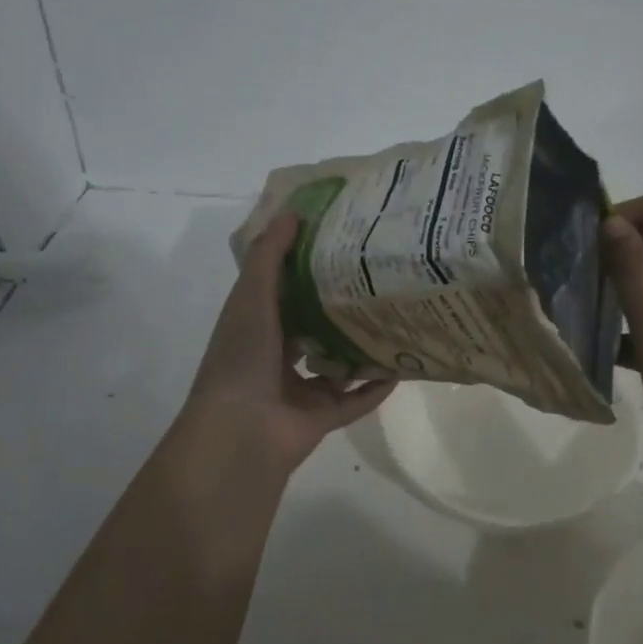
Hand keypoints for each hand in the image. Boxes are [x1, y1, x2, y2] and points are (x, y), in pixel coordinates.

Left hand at [175, 211, 394, 479]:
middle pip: (311, 329)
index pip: (281, 293)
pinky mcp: (321, 418)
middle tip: (375, 281)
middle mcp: (275, 358)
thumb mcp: (251, 296)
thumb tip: (293, 212)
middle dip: (337, 309)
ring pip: (336, 365)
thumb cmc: (242, 356)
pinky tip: (401, 366)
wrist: (241, 430)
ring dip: (360, 348)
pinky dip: (375, 387)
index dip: (304, 269)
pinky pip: (355, 400)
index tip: (337, 245)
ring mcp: (298, 391)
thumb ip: (270, 256)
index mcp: (254, 328)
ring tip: (394, 320)